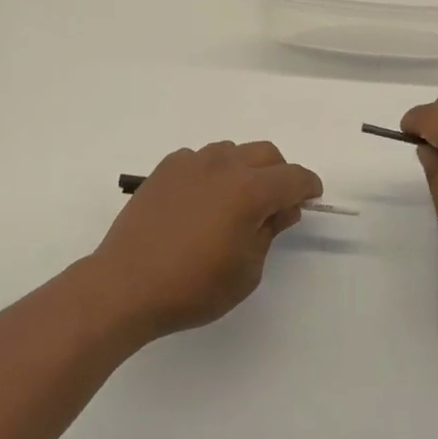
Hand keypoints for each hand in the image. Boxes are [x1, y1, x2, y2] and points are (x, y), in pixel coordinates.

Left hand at [91, 141, 322, 340]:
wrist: (126, 285)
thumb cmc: (192, 287)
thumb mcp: (246, 271)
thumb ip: (269, 232)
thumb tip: (281, 208)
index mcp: (249, 191)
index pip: (293, 177)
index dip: (308, 186)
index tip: (312, 198)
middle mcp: (223, 166)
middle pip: (266, 154)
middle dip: (279, 174)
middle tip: (275, 205)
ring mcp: (190, 163)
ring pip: (232, 151)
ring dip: (245, 170)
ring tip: (234, 203)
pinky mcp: (165, 168)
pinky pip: (200, 159)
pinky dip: (212, 173)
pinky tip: (201, 202)